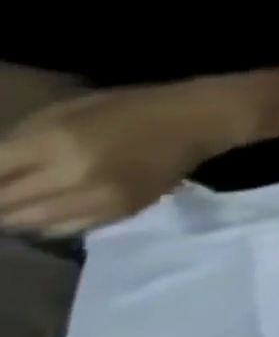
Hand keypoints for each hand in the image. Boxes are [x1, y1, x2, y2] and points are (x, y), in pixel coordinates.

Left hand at [0, 86, 222, 235]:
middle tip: (8, 190)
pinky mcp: (122, 211)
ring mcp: (102, 197)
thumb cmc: (131, 108)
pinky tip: (61, 206)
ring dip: (19, 213)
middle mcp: (74, 175)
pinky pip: (67, 228)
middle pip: (1, 205)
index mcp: (55, 142)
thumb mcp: (65, 112)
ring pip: (28, 223)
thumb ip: (20, 142)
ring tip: (27, 201)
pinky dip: (53, 221)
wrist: (201, 121)